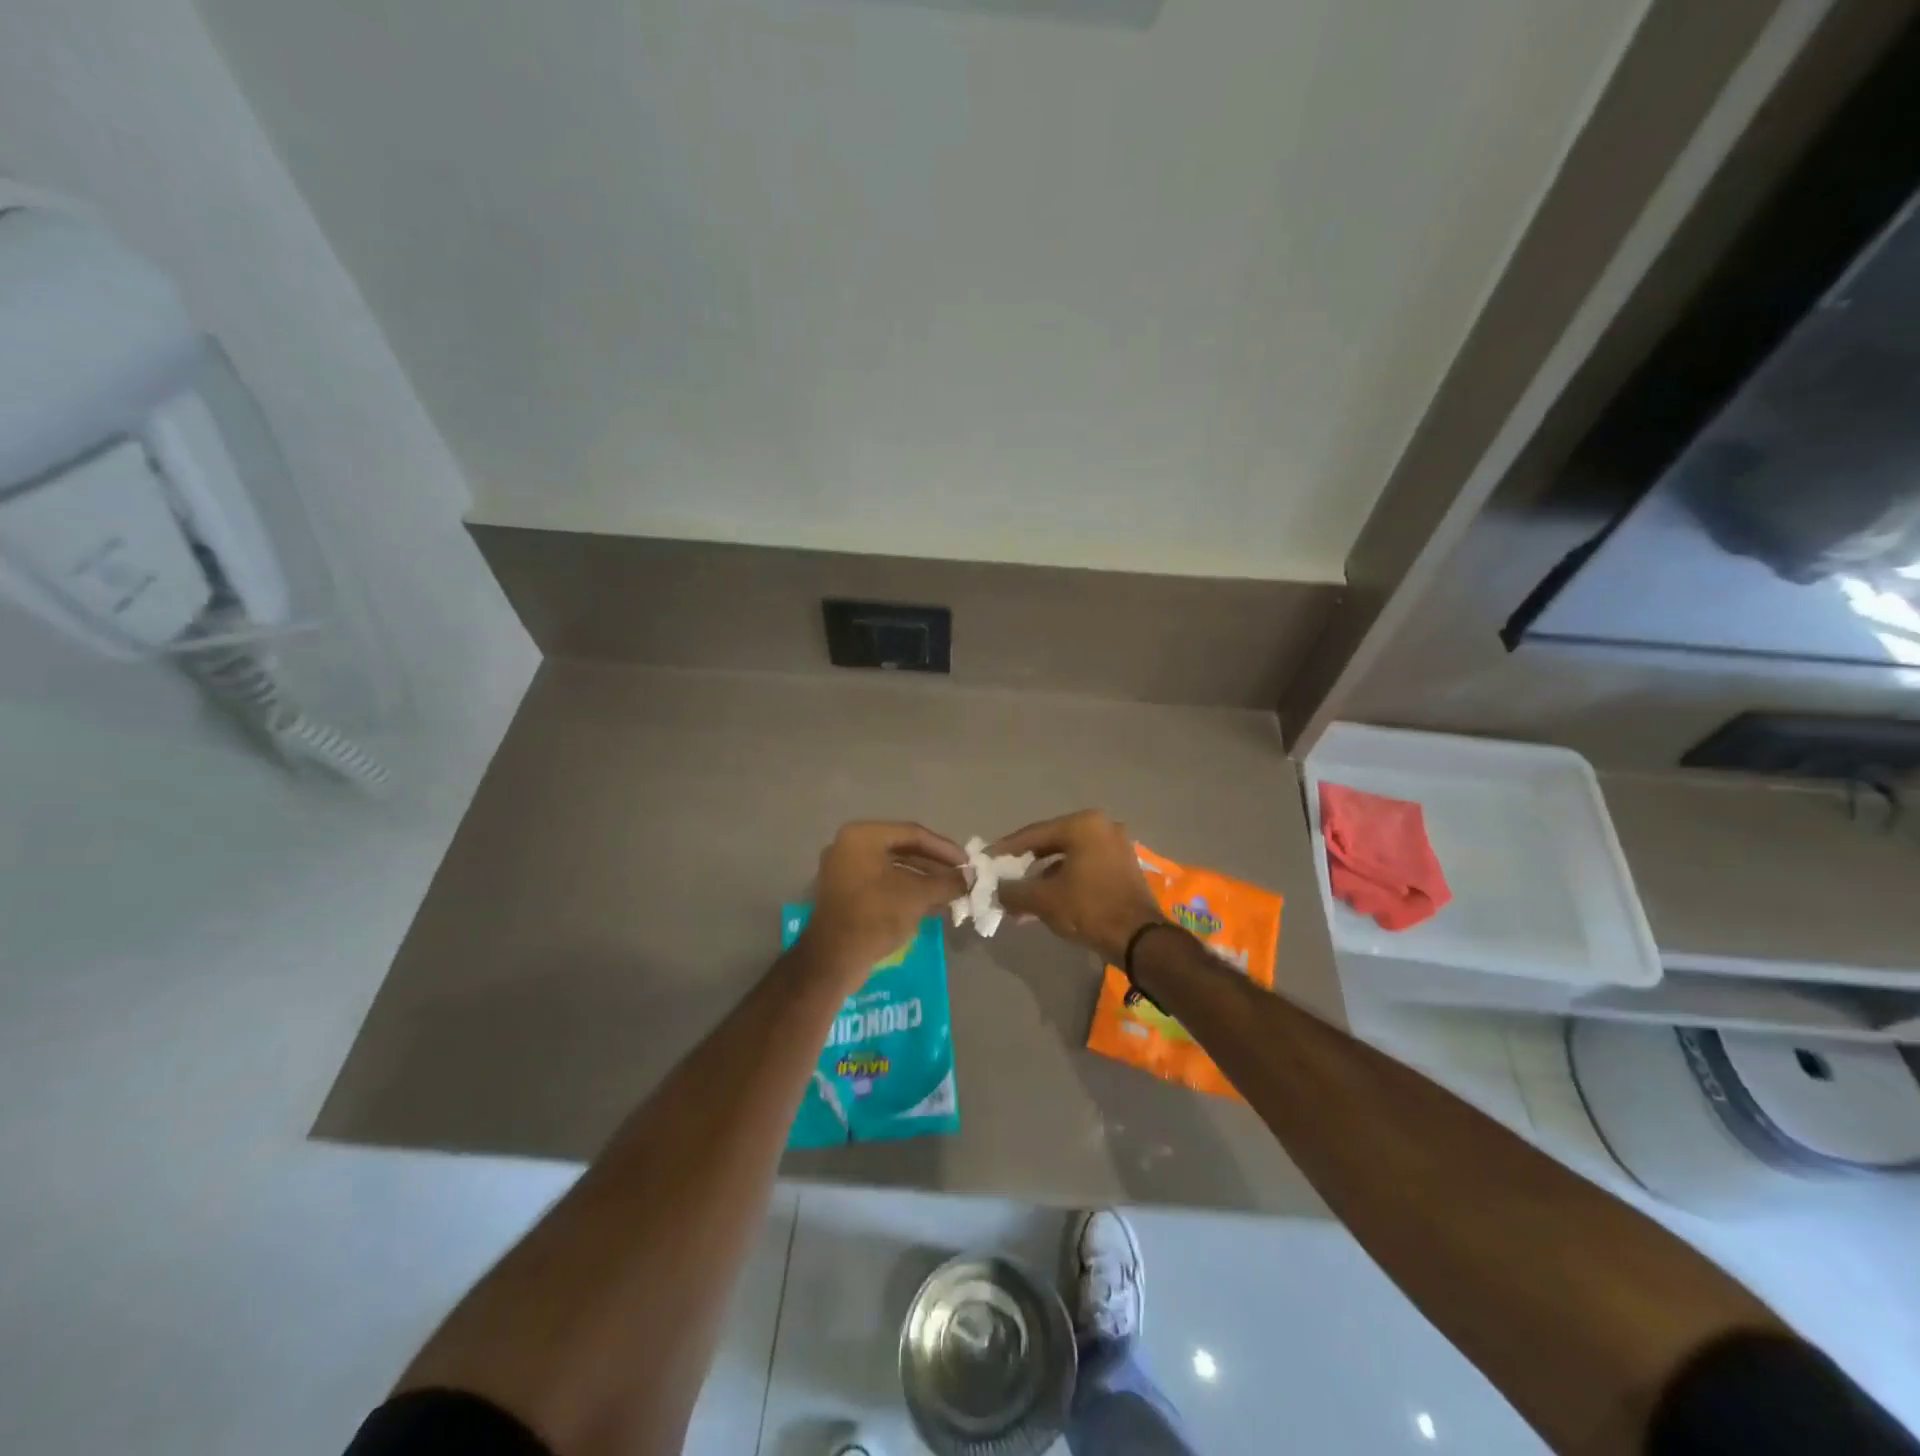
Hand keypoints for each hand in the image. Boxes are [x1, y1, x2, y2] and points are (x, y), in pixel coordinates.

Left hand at [800, 821, 967, 983]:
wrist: (834, 959)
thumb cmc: (876, 915)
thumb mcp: (918, 896)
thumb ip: (947, 882)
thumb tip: (972, 877)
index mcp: (863, 836)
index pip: (913, 834)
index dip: (944, 848)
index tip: (967, 862)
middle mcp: (849, 845)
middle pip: (902, 849)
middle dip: (935, 865)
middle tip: (960, 876)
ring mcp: (844, 869)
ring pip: (893, 868)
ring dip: (923, 879)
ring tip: (950, 892)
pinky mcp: (844, 892)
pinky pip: (881, 883)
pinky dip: (905, 889)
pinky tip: (930, 903)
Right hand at [991, 810, 1165, 963]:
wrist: (1140, 939)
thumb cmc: (1089, 909)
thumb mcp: (1043, 900)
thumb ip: (1013, 890)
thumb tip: (995, 890)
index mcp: (1083, 825)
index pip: (1033, 834)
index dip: (1005, 849)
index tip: (986, 859)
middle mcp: (1102, 827)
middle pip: (1051, 844)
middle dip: (1024, 866)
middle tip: (1002, 877)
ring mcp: (1116, 846)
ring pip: (1068, 859)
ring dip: (1042, 878)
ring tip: (1020, 900)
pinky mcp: (1123, 867)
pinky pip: (1084, 868)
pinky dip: (1064, 882)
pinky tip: (1045, 903)